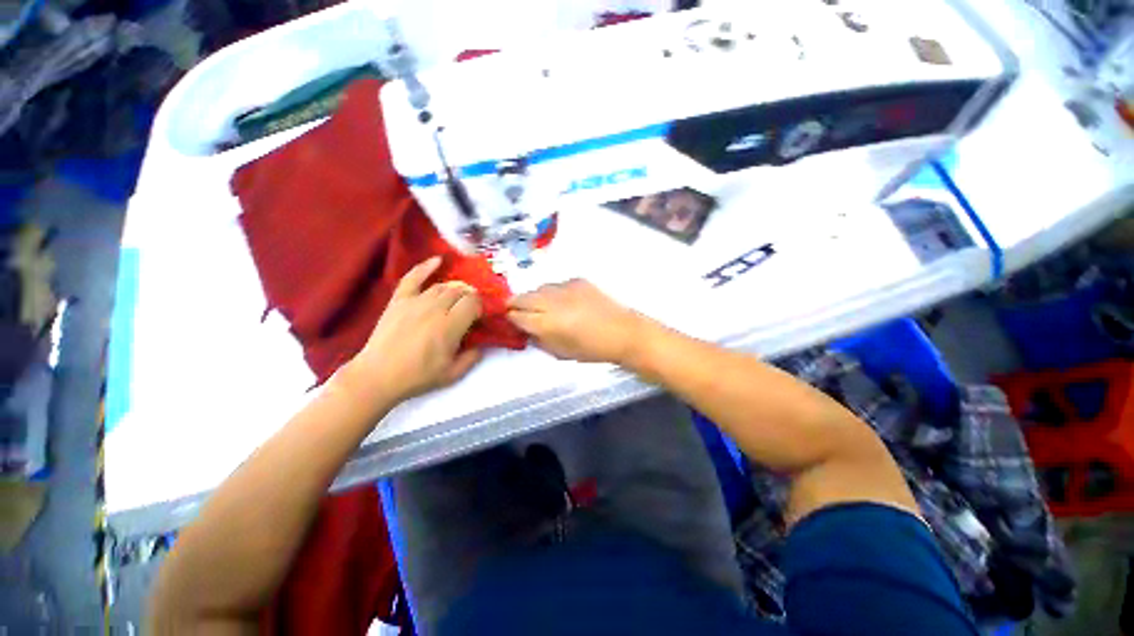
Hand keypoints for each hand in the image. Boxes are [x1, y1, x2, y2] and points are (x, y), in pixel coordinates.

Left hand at [341, 257, 482, 405]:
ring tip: (457, 297)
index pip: (473, 303)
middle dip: (470, 297)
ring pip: (442, 286)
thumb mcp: (453, 374)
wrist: (377, 377)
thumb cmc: (417, 376)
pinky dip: (425, 267)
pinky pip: (413, 278)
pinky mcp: (399, 300)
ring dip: (454, 289)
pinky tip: (438, 260)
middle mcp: (435, 309)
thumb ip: (472, 357)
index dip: (480, 307)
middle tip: (469, 308)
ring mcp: (415, 302)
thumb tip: (481, 344)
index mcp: (450, 326)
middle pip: (460, 292)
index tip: (479, 317)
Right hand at [507, 279, 646, 363]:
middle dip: (516, 304)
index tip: (509, 321)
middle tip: (518, 311)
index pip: (516, 315)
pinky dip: (554, 293)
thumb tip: (527, 330)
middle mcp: (552, 301)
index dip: (510, 318)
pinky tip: (564, 302)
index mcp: (546, 323)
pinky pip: (557, 285)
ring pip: (539, 288)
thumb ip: (539, 340)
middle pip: (522, 297)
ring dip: (536, 298)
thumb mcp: (560, 353)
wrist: (622, 332)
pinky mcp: (578, 280)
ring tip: (543, 307)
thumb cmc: (592, 349)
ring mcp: (565, 287)